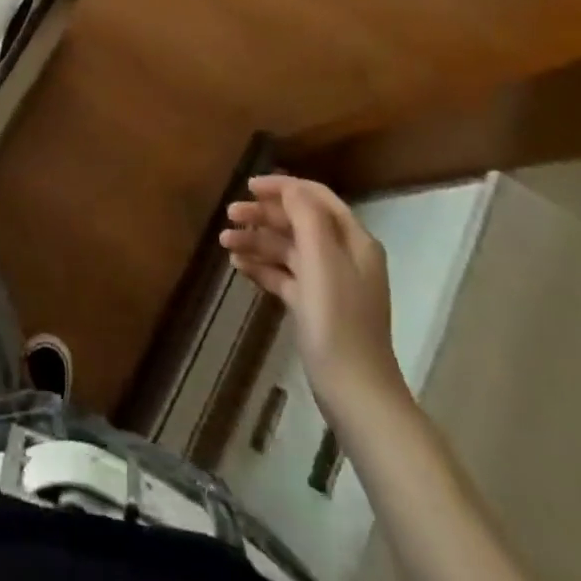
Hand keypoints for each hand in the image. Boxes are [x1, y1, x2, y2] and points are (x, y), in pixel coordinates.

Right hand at [220, 175, 409, 426]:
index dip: (283, 188)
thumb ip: (306, 217)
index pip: (315, 197)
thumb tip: (289, 188)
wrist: (355, 393)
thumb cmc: (337, 319)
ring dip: (257, 241)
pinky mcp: (314, 307)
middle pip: (299, 221)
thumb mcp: (321, 260)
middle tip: (229, 215)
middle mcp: (343, 256)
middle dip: (263, 215)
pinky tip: (239, 267)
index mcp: (353, 240)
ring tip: (225, 244)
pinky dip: (262, 267)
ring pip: (288, 248)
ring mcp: (329, 283)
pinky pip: (284, 275)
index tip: (248, 187)